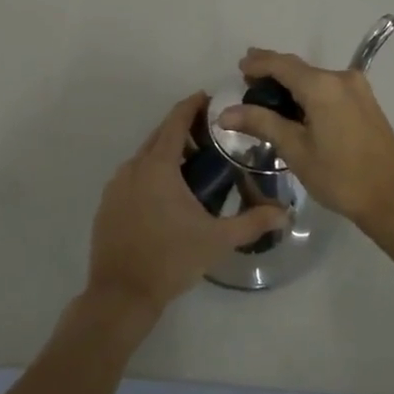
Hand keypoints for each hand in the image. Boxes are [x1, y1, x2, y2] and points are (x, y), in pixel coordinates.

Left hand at [87, 93, 288, 319]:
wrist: (121, 294)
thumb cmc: (171, 260)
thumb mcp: (217, 240)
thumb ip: (253, 222)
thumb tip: (286, 214)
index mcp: (158, 166)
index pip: (175, 121)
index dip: (192, 105)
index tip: (209, 98)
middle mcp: (133, 167)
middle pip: (159, 135)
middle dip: (182, 129)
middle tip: (210, 135)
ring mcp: (116, 186)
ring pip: (144, 157)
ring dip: (167, 153)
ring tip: (193, 166)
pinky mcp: (107, 205)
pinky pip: (132, 176)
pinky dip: (150, 173)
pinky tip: (167, 195)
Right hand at [217, 49, 393, 230]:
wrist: (393, 198)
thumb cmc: (340, 176)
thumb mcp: (295, 150)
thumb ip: (262, 123)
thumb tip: (226, 112)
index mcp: (322, 85)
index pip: (282, 64)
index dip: (258, 62)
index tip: (239, 66)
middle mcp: (341, 78)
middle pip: (299, 67)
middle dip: (273, 71)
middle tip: (248, 79)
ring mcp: (358, 89)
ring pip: (316, 77)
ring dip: (292, 82)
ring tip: (268, 95)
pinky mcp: (367, 102)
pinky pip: (330, 88)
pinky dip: (310, 91)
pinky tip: (298, 106)